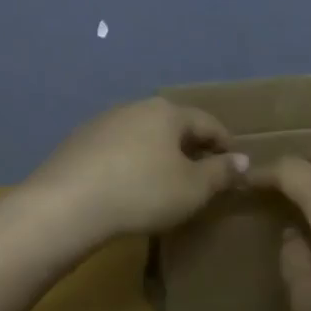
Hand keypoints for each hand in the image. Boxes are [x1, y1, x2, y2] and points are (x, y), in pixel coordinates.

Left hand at [26, 97, 247, 242]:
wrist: (67, 203)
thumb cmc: (142, 192)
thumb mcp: (192, 189)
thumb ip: (220, 173)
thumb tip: (242, 159)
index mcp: (168, 112)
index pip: (208, 122)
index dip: (225, 143)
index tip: (234, 164)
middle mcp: (136, 107)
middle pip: (173, 125)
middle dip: (190, 146)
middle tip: (202, 173)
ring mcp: (104, 121)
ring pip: (143, 134)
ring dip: (159, 153)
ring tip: (165, 180)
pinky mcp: (80, 140)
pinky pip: (118, 147)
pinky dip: (131, 161)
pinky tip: (129, 184)